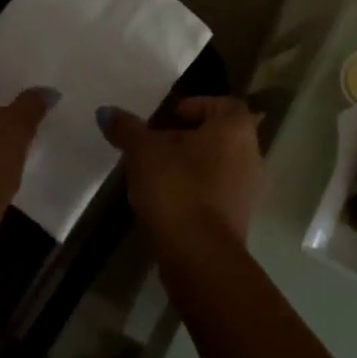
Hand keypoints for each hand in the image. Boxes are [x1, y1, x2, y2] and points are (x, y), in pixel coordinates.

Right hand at [98, 96, 263, 256]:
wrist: (199, 254)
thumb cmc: (177, 188)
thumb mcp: (144, 153)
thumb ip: (127, 129)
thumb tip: (106, 111)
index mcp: (235, 128)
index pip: (222, 103)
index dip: (195, 105)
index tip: (167, 117)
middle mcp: (250, 153)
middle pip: (217, 134)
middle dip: (186, 136)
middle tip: (154, 144)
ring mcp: (247, 187)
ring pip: (216, 163)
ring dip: (188, 164)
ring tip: (154, 172)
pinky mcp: (238, 216)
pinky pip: (215, 190)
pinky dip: (194, 188)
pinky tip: (166, 199)